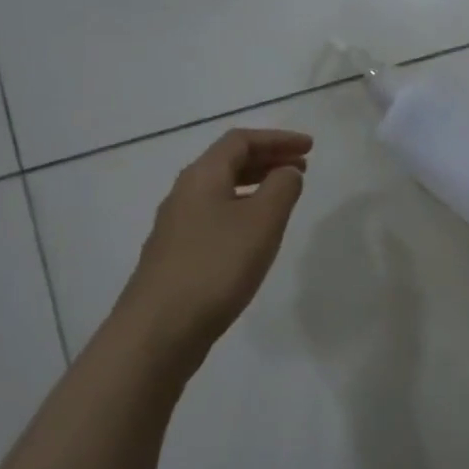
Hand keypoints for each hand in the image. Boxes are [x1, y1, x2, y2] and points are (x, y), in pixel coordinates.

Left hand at [113, 128, 312, 360]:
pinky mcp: (177, 254)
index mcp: (202, 177)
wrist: (159, 329)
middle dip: (268, 159)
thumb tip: (287, 171)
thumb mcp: (262, 221)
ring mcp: (177, 226)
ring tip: (284, 197)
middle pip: (228, 162)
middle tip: (303, 167)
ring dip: (256, 185)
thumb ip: (282, 188)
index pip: (240, 141)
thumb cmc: (216, 266)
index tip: (310, 147)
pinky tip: (256, 234)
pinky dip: (243, 210)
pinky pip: (215, 216)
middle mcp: (184, 194)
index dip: (277, 139)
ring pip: (221, 190)